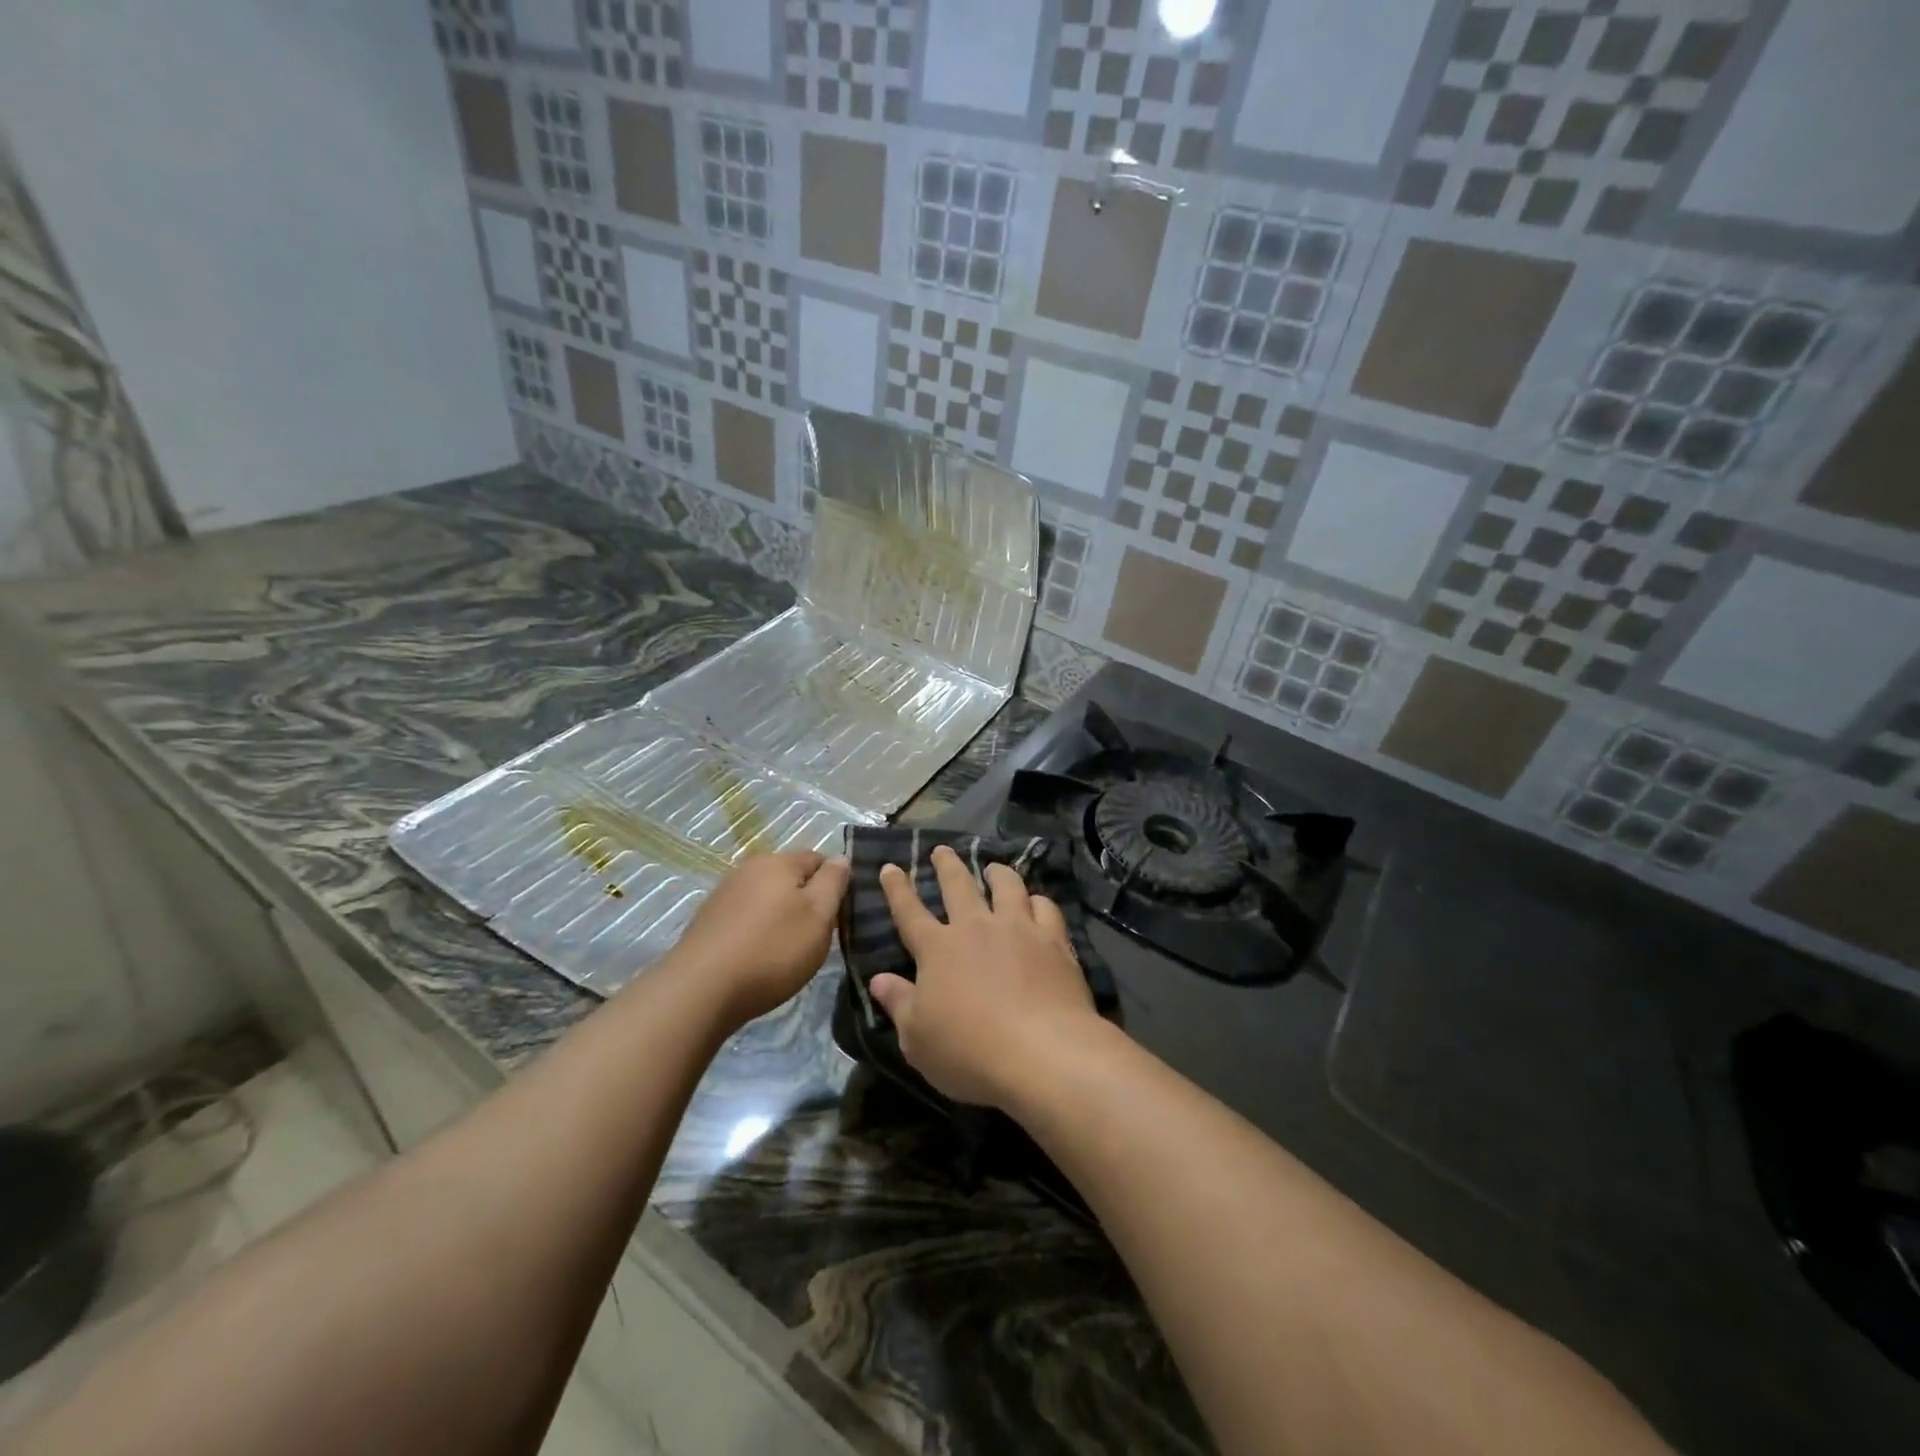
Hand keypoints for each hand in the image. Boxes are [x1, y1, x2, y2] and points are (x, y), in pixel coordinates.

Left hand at [668, 850, 848, 1024]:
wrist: (700, 990)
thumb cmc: (771, 950)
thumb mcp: (818, 916)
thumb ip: (833, 883)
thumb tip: (840, 858)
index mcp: (778, 862)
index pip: (818, 858)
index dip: (833, 883)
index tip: (838, 915)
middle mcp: (748, 869)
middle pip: (789, 877)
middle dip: (805, 900)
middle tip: (815, 936)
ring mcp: (724, 894)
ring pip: (766, 898)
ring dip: (780, 917)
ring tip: (785, 951)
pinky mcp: (707, 921)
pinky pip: (745, 917)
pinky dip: (756, 931)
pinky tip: (757, 957)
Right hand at [871, 845, 1102, 1110]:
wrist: (1043, 1053)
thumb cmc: (969, 1052)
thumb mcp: (918, 1040)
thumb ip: (899, 1004)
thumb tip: (878, 980)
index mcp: (937, 949)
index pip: (909, 911)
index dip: (897, 889)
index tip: (890, 867)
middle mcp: (976, 927)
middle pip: (958, 885)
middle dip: (947, 865)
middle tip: (941, 850)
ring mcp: (1018, 929)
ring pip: (1006, 886)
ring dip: (997, 872)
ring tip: (993, 867)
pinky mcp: (1054, 940)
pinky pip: (1045, 907)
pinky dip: (1037, 900)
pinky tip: (1037, 902)